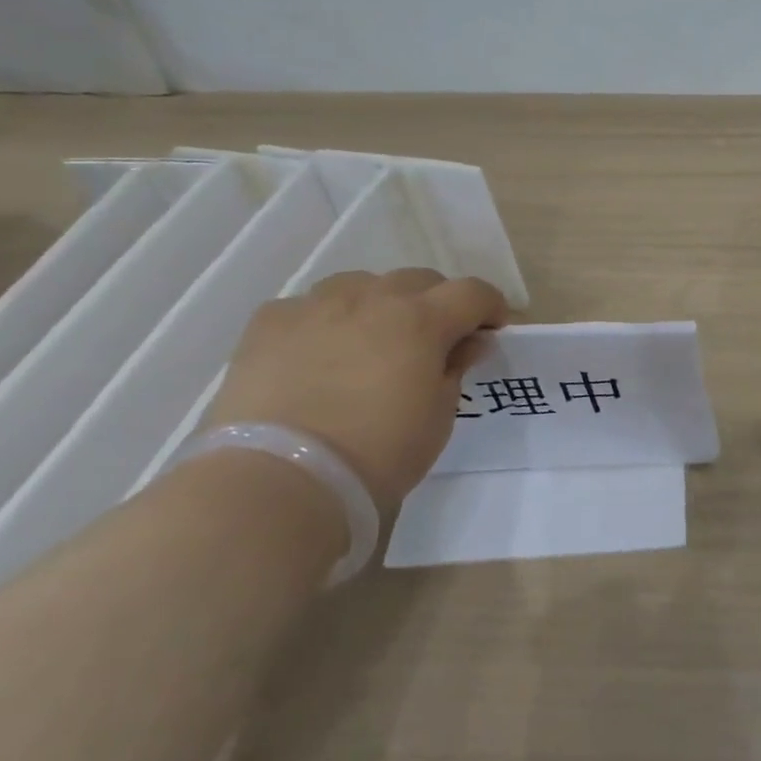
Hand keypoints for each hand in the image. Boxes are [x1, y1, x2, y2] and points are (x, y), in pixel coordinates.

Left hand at [204, 271, 508, 518]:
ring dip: (379, 304)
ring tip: (373, 342)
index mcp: (422, 320)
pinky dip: (325, 322)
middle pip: (419, 279)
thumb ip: (455, 368)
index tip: (491, 332)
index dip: (491, 308)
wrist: (280, 481)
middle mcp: (371, 298)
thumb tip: (467, 343)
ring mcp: (315, 306)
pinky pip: (309, 307)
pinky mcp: (269, 323)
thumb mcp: (439, 416)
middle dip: (437, 303)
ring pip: (361, 284)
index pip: (473, 292)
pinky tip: (319, 355)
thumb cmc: (379, 453)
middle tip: (434, 341)